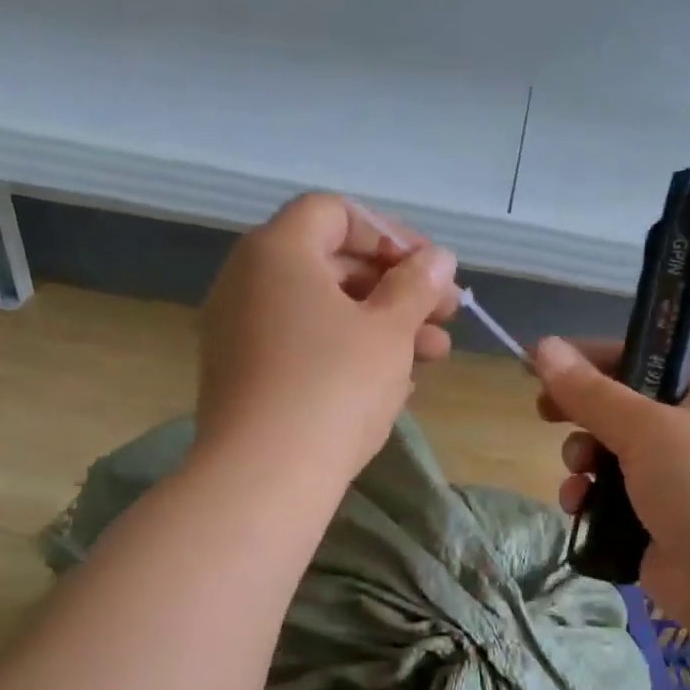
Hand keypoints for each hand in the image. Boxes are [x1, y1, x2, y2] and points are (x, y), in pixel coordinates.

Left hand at [197, 194, 459, 487]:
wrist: (265, 475)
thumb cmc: (334, 385)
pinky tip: (394, 385)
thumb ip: (417, 285)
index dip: (390, 235)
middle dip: (397, 288)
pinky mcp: (246, 376)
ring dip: (383, 326)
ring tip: (436, 356)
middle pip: (333, 264)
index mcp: (278, 251)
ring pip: (324, 312)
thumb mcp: (389, 330)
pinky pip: (305, 348)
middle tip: (447, 315)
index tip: (430, 270)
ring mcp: (242, 332)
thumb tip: (438, 258)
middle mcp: (249, 281)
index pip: (336, 214)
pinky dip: (349, 355)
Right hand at [533, 337, 689, 629]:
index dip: (591, 360)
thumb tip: (543, 346)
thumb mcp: (645, 428)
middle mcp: (686, 440)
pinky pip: (607, 504)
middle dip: (581, 417)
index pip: (640, 363)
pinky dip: (588, 502)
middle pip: (617, 414)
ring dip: (581, 464)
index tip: (545, 363)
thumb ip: (590, 392)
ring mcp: (670, 488)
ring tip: (578, 476)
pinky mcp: (652, 530)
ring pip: (606, 462)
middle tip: (545, 414)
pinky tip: (578, 508)